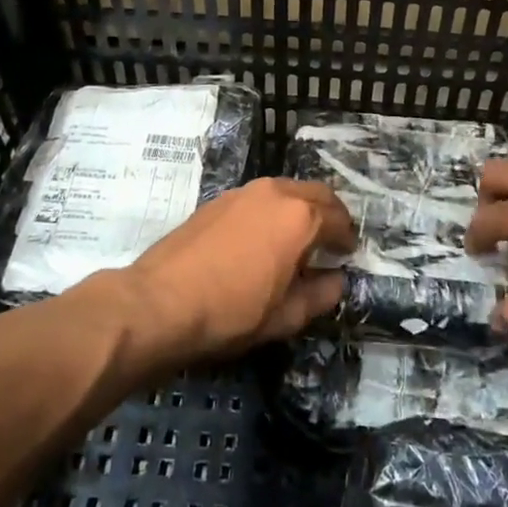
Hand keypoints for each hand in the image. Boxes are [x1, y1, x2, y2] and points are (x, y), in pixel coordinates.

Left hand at [126, 178, 354, 358]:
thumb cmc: (230, 312)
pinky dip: (274, 210)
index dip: (348, 238)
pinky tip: (263, 237)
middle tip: (331, 240)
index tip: (348, 255)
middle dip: (330, 214)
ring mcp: (245, 191)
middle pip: (317, 194)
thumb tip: (337, 280)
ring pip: (287, 190)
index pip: (339, 219)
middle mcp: (277, 193)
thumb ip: (320, 295)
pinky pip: (261, 197)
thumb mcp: (285, 316)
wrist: (160, 302)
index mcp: (300, 217)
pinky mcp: (219, 199)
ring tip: (298, 238)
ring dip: (301, 208)